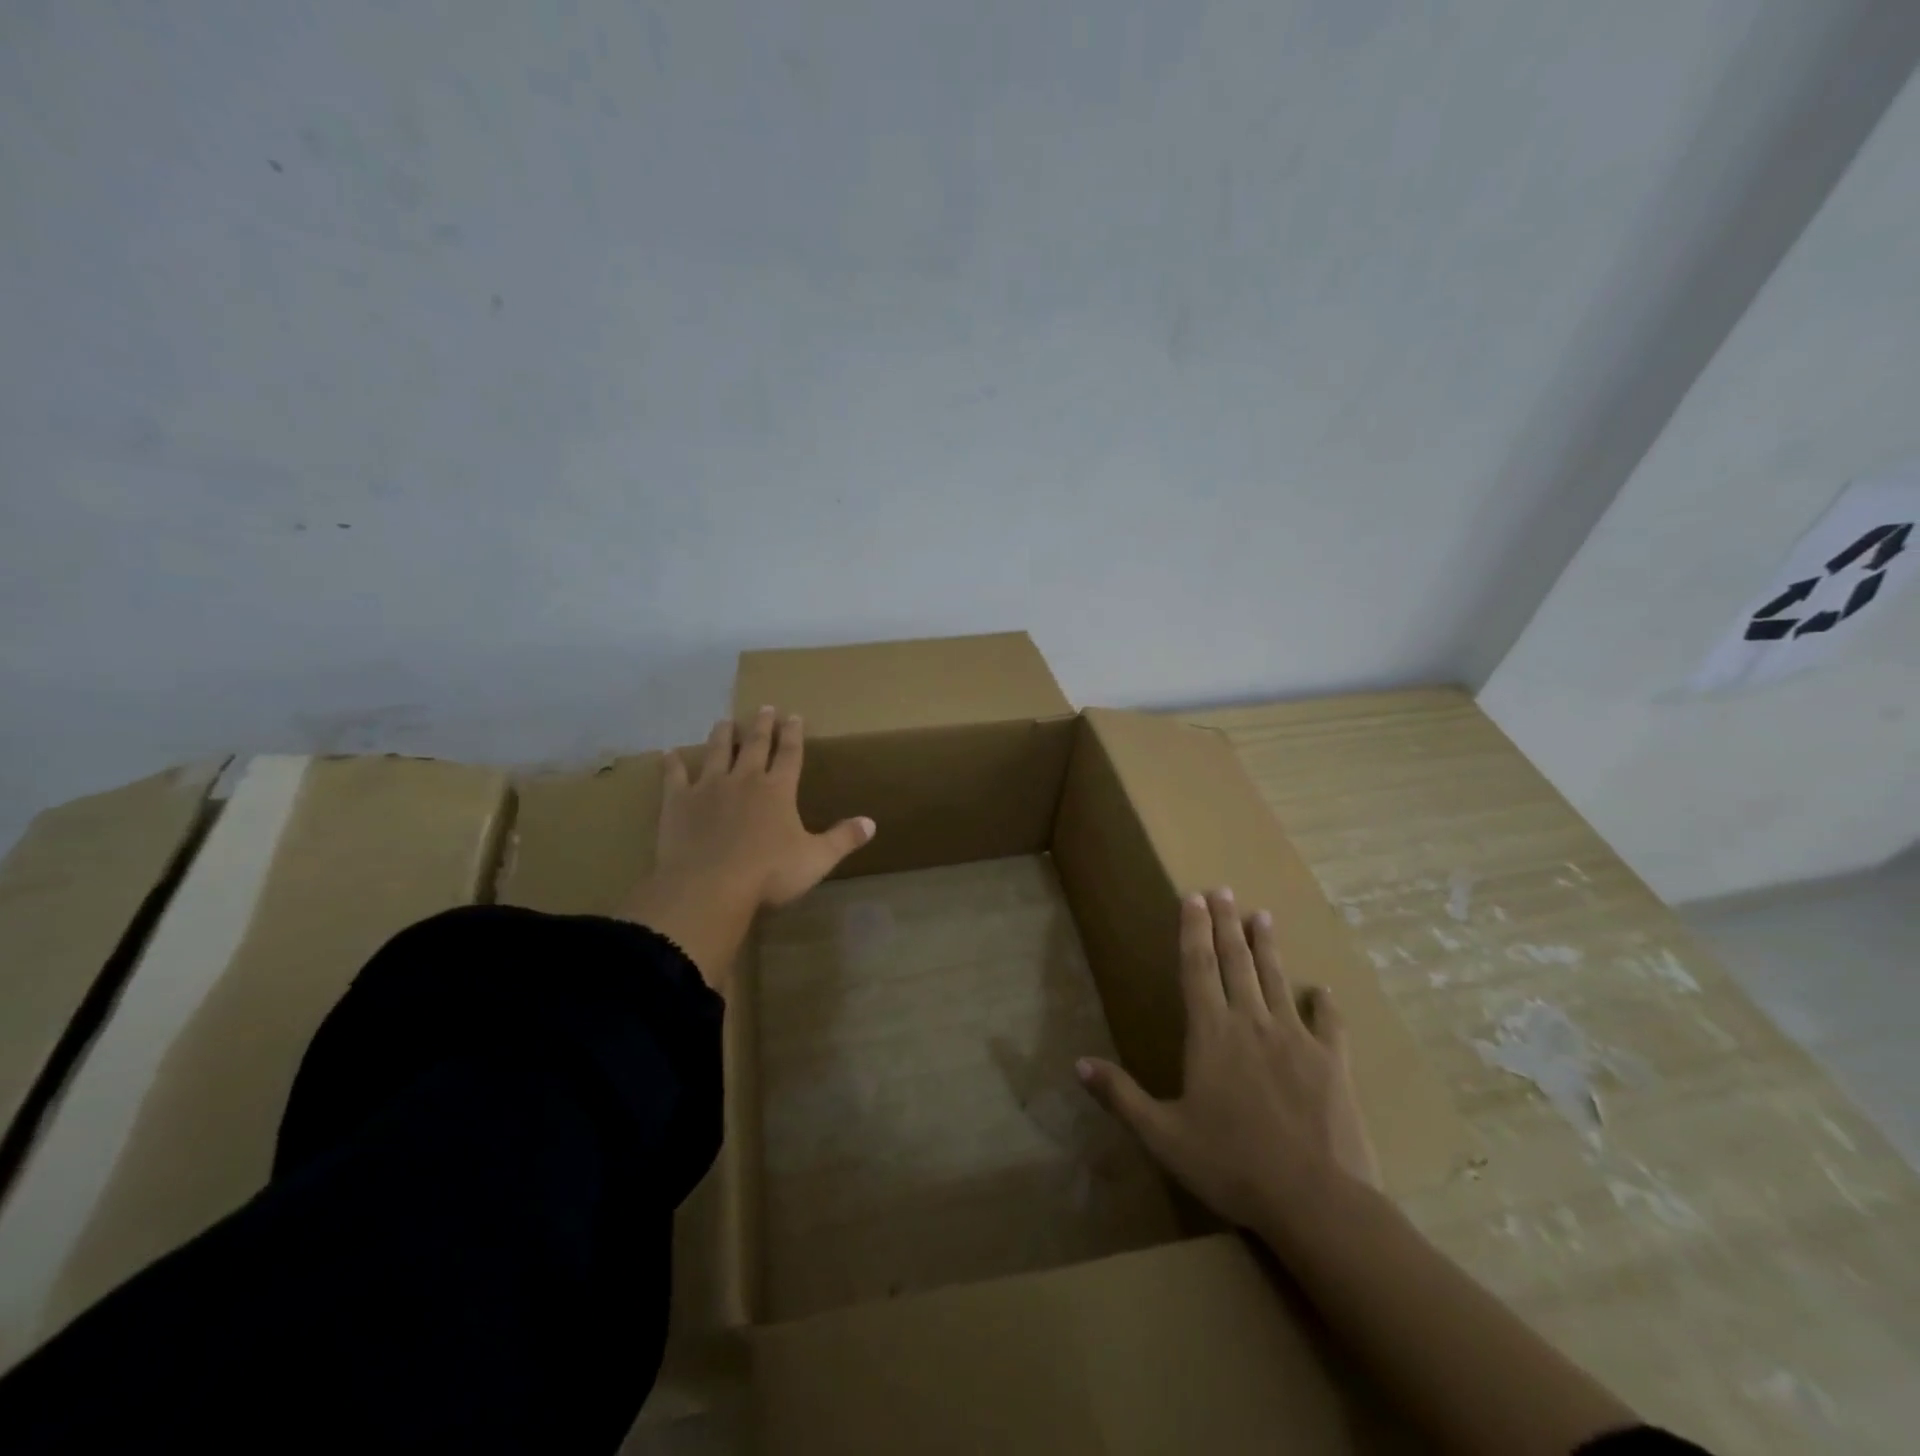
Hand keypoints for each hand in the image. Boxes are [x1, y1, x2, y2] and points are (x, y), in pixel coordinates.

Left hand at [621, 707, 874, 990]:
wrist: (709, 887)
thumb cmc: (768, 874)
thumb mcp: (816, 859)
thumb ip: (842, 839)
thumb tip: (871, 823)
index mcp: (778, 790)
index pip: (790, 754)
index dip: (794, 734)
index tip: (795, 716)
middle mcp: (745, 779)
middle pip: (755, 745)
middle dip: (762, 726)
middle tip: (765, 708)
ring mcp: (709, 787)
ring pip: (717, 751)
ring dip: (723, 735)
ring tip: (725, 720)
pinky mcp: (678, 802)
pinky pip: (675, 776)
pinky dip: (673, 764)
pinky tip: (669, 753)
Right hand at [1077, 889, 1380, 1234]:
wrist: (1316, 1201)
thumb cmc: (1231, 1165)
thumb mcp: (1163, 1135)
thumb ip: (1120, 1095)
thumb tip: (1078, 1064)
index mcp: (1211, 1033)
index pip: (1197, 968)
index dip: (1193, 930)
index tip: (1194, 897)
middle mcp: (1251, 1023)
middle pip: (1236, 962)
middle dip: (1226, 924)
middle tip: (1224, 890)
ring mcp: (1296, 1039)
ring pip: (1276, 980)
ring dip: (1267, 947)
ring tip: (1263, 916)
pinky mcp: (1333, 1063)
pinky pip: (1329, 1025)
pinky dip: (1325, 1005)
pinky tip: (1324, 990)